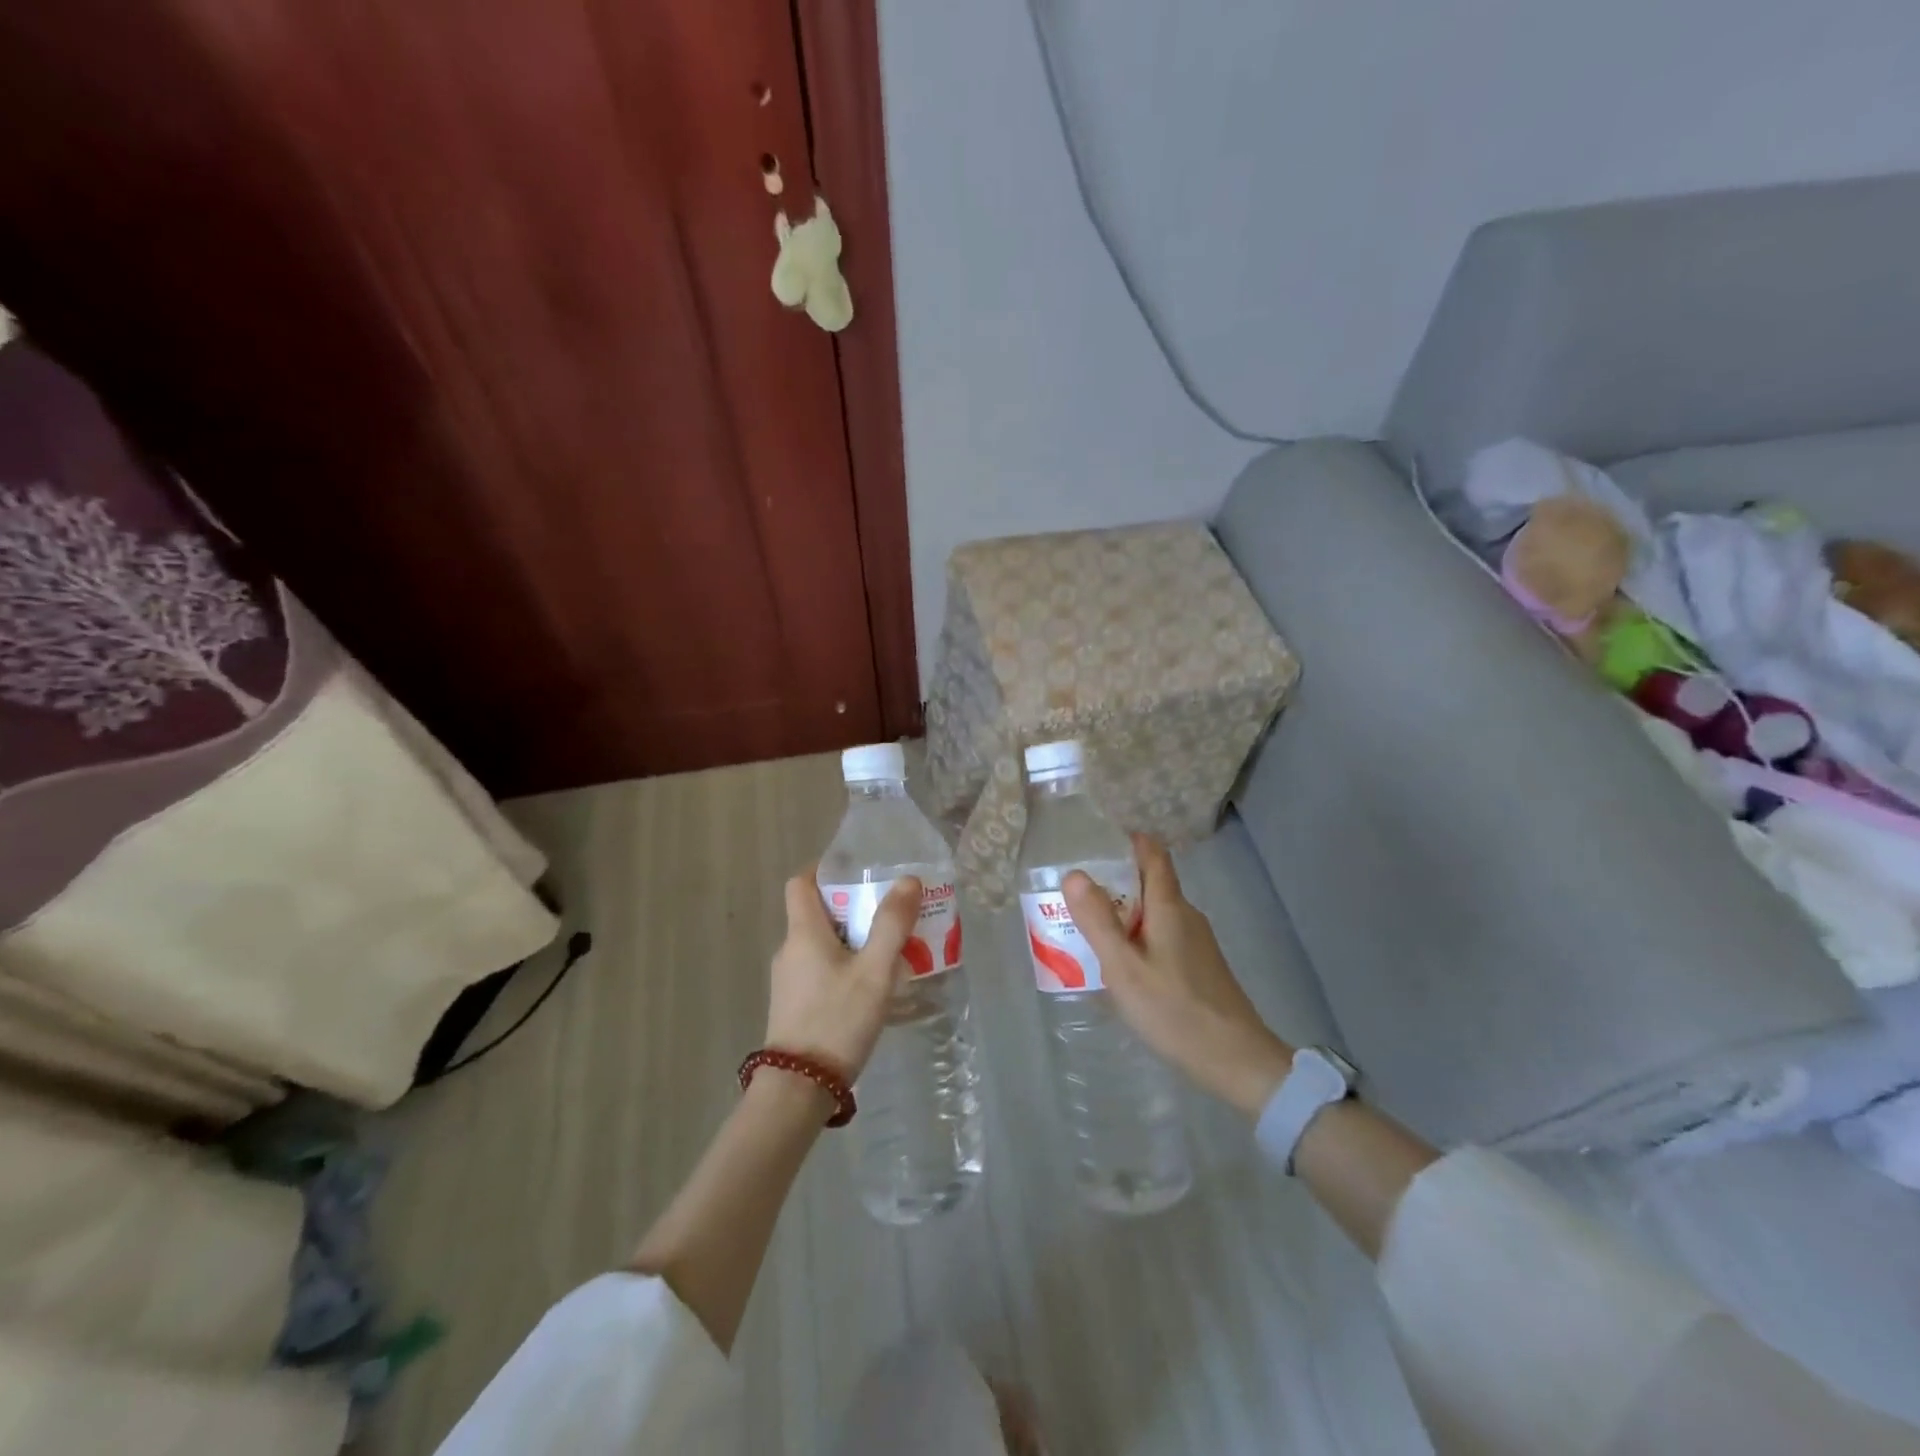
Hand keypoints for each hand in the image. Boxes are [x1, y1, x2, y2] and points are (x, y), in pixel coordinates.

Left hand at [767, 871, 921, 1082]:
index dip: (825, 870)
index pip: (801, 883)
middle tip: (891, 913)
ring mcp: (789, 981)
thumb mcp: (874, 971)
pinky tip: (872, 987)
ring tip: (891, 950)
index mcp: (803, 933)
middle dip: (854, 907)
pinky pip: (821, 970)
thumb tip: (907, 880)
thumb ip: (892, 925)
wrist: (798, 1090)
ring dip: (853, 940)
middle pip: (818, 913)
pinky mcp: (794, 1006)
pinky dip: (845, 966)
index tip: (858, 872)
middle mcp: (790, 950)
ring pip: (822, 944)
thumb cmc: (837, 1020)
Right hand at [1064, 835, 1293, 1115]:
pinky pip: (1162, 937)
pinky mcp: (1200, 967)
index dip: (1128, 841)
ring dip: (1123, 916)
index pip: (1153, 854)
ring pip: (1154, 914)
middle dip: (1113, 884)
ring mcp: (1197, 942)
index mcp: (1169, 907)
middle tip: (1074, 897)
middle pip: (1149, 884)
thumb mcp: (1124, 968)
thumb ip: (1098, 921)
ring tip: (1087, 932)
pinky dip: (1137, 940)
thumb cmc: (1175, 1010)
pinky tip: (1119, 967)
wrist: (1236, 1061)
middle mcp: (1186, 915)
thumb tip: (1075, 874)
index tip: (1096, 843)